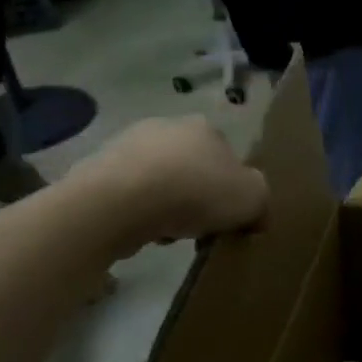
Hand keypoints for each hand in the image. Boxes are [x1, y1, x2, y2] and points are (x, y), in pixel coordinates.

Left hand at [72, 117, 268, 257]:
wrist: (119, 201)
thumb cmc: (195, 192)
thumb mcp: (252, 199)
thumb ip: (262, 202)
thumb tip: (258, 214)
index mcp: (206, 128)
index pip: (229, 157)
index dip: (233, 189)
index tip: (231, 217)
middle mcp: (167, 127)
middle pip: (194, 168)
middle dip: (199, 197)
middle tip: (202, 227)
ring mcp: (128, 145)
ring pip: (161, 182)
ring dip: (168, 206)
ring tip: (170, 234)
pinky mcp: (99, 169)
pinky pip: (131, 195)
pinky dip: (139, 212)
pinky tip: (142, 231)